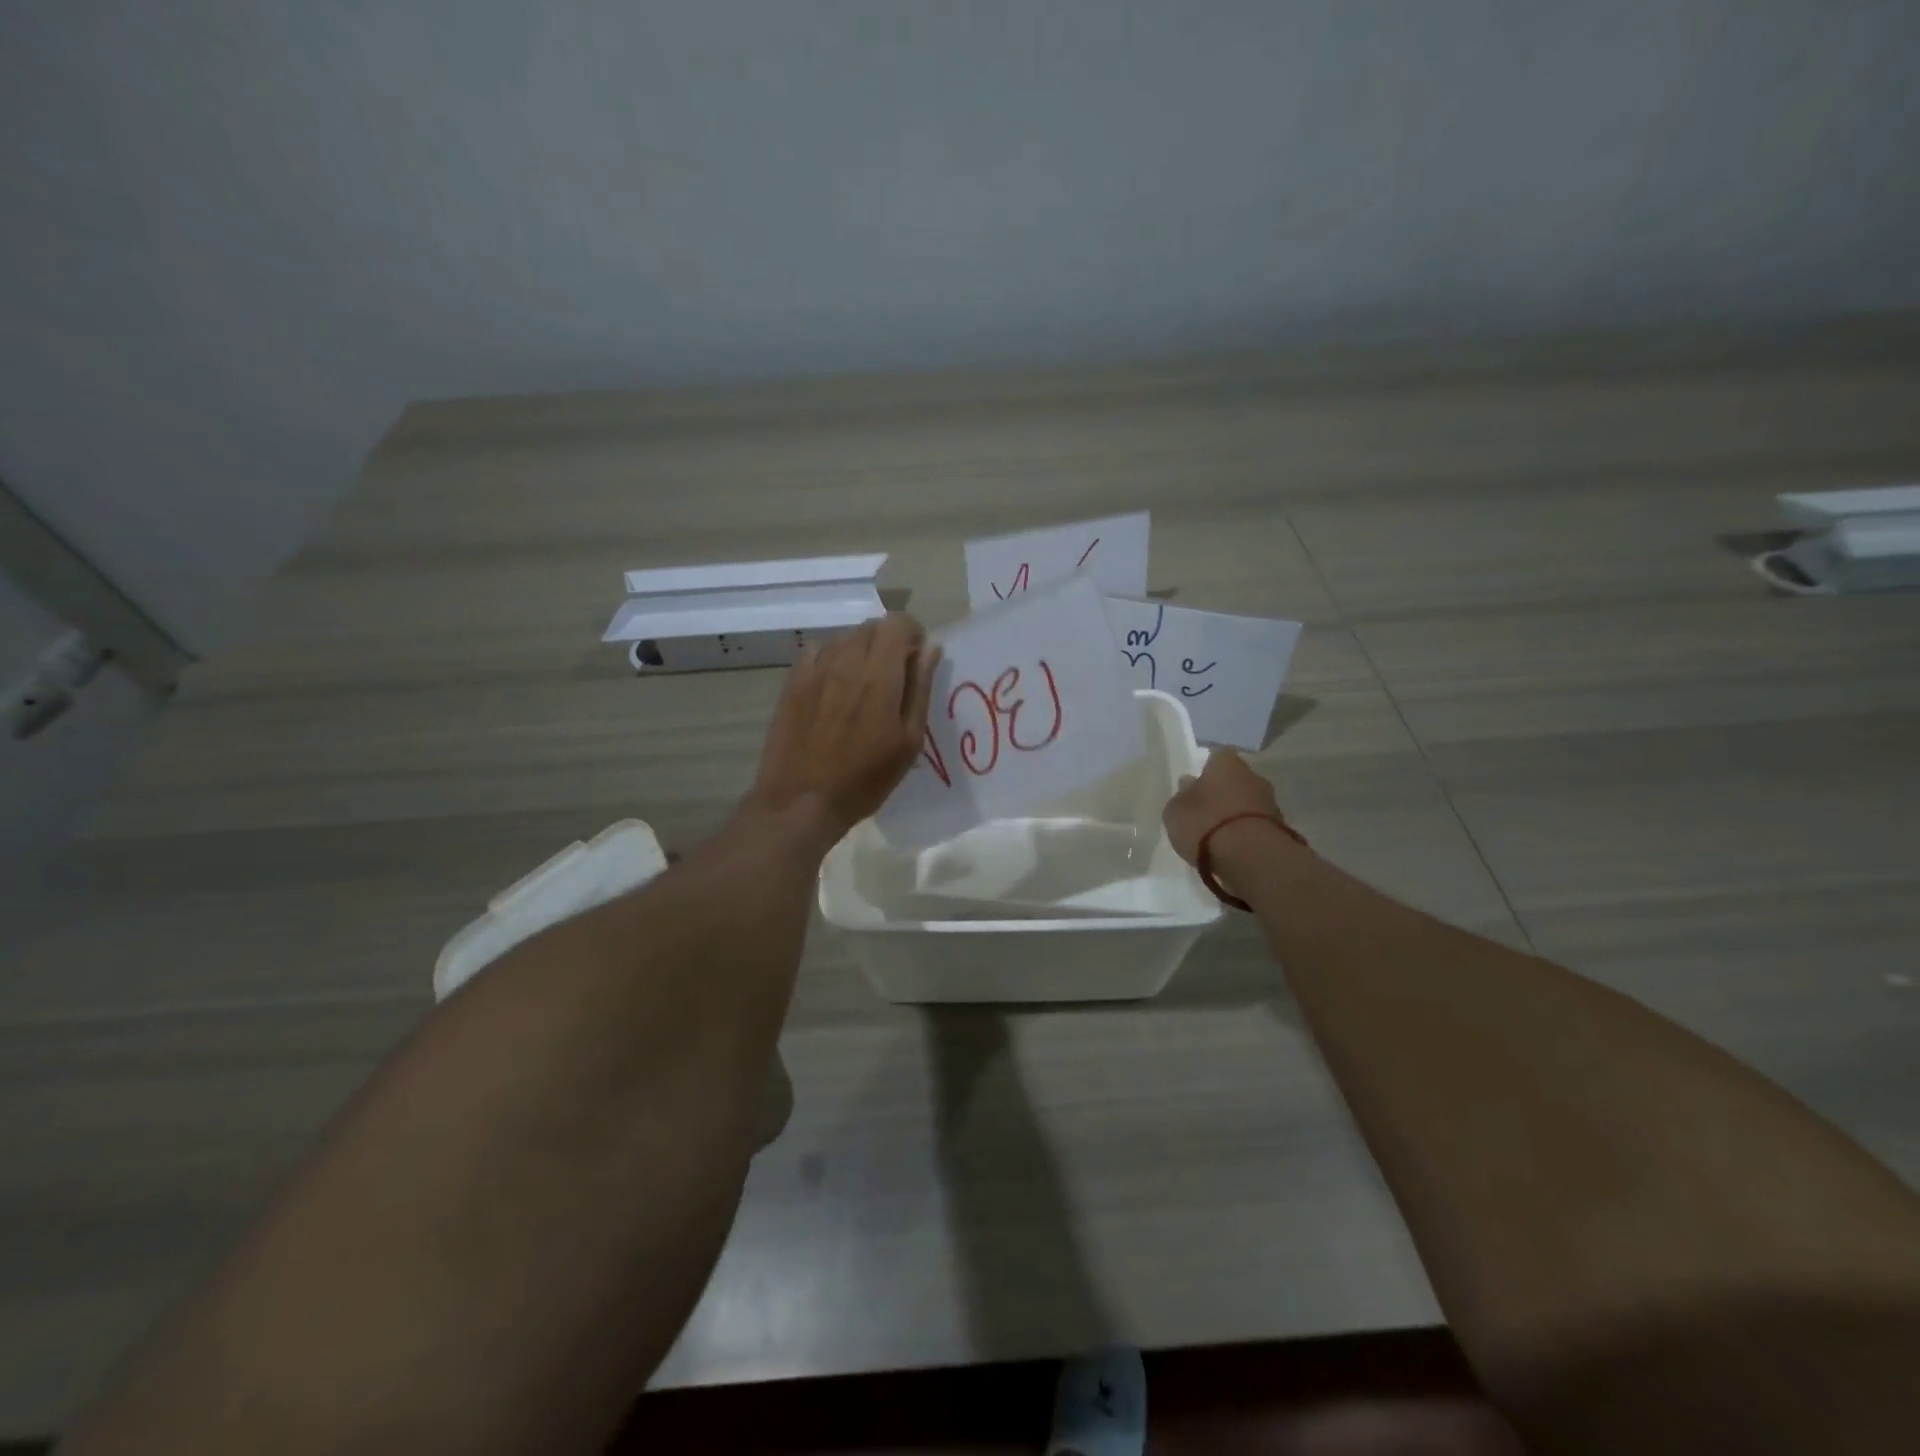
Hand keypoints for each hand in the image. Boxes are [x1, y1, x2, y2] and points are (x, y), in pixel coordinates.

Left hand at [748, 614, 940, 843]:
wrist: (801, 801)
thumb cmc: (865, 779)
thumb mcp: (908, 741)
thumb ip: (920, 689)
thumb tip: (930, 649)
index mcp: (879, 675)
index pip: (898, 622)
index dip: (912, 635)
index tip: (916, 662)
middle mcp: (845, 661)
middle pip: (871, 626)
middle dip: (888, 642)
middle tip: (893, 677)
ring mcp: (814, 669)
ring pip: (844, 637)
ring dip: (861, 650)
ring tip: (863, 684)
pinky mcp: (792, 682)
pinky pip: (818, 651)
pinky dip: (833, 658)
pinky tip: (834, 686)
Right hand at [1162, 749, 1290, 865]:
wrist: (1251, 857)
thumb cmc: (1205, 823)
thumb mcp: (1176, 811)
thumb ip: (1182, 796)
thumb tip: (1188, 784)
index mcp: (1226, 764)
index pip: (1218, 756)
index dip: (1207, 768)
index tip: (1198, 783)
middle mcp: (1252, 776)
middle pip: (1237, 778)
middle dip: (1224, 790)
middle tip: (1207, 808)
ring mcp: (1270, 803)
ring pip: (1249, 801)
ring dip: (1237, 812)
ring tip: (1220, 832)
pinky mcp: (1281, 829)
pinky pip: (1258, 824)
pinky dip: (1247, 831)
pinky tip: (1235, 846)